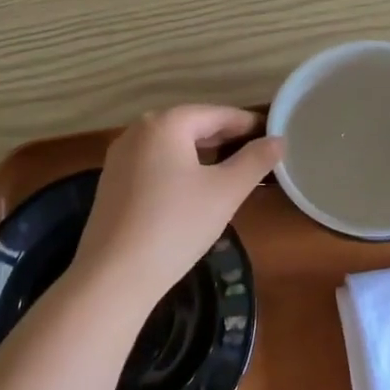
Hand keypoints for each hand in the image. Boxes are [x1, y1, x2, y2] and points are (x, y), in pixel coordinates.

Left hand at [72, 106, 282, 313]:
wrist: (113, 275)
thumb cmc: (176, 225)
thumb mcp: (225, 192)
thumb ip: (254, 161)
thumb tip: (278, 140)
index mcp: (165, 123)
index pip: (216, 114)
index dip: (246, 124)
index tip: (272, 134)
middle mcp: (137, 131)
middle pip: (190, 125)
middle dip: (224, 137)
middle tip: (255, 153)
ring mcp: (119, 157)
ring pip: (170, 145)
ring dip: (200, 153)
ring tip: (228, 170)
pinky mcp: (111, 182)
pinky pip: (153, 163)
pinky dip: (177, 168)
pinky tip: (191, 189)